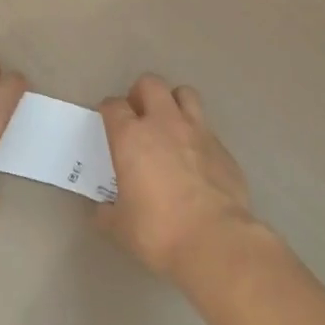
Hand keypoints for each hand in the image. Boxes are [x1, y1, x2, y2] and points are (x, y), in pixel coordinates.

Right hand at [94, 75, 256, 279]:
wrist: (215, 240)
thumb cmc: (158, 230)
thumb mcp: (120, 227)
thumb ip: (106, 212)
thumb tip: (101, 210)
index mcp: (131, 137)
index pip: (113, 105)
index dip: (108, 110)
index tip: (107, 121)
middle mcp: (164, 123)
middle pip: (150, 84)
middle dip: (141, 94)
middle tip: (138, 116)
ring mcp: (197, 131)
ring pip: (185, 94)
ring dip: (173, 103)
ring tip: (169, 125)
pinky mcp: (222, 147)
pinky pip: (206, 128)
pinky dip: (197, 136)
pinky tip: (196, 159)